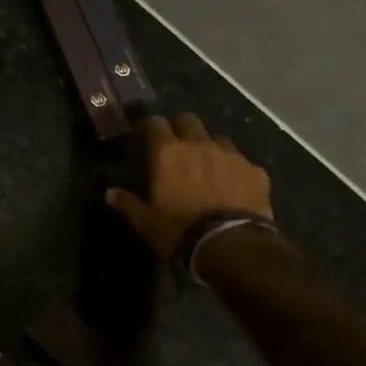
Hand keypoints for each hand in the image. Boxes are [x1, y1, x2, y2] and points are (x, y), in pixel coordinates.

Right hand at [105, 114, 273, 262]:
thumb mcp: (146, 222)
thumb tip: (109, 193)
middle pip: (188, 120)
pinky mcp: (256, 171)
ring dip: (210, 148)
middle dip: (181, 129)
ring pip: (218, 139)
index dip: (150, 127)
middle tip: (177, 148)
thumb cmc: (180, 231)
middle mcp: (199, 145)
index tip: (146, 137)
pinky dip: (236, 171)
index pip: (155, 123)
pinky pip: (243, 163)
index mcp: (168, 153)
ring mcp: (231, 155)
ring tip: (208, 168)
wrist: (231, 245)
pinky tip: (235, 188)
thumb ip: (128, 203)